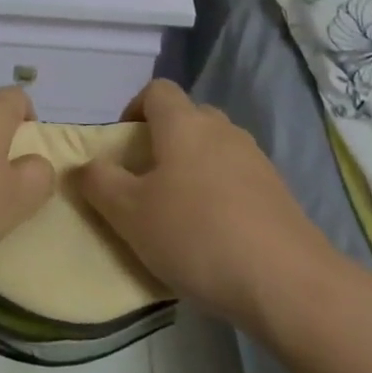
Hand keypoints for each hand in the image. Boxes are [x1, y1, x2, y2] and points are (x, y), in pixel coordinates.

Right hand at [77, 80, 335, 329]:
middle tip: (146, 180)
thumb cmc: (196, 235)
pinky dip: (221, 193)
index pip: (157, 90)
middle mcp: (221, 129)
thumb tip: (83, 166)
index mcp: (183, 123)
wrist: (288, 283)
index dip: (135, 108)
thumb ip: (99, 183)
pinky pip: (238, 178)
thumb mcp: (129, 214)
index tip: (123, 144)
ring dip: (194, 167)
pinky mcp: (279, 192)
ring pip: (214, 148)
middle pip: (187, 117)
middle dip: (164, 140)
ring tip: (179, 211)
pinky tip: (215, 235)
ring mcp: (255, 159)